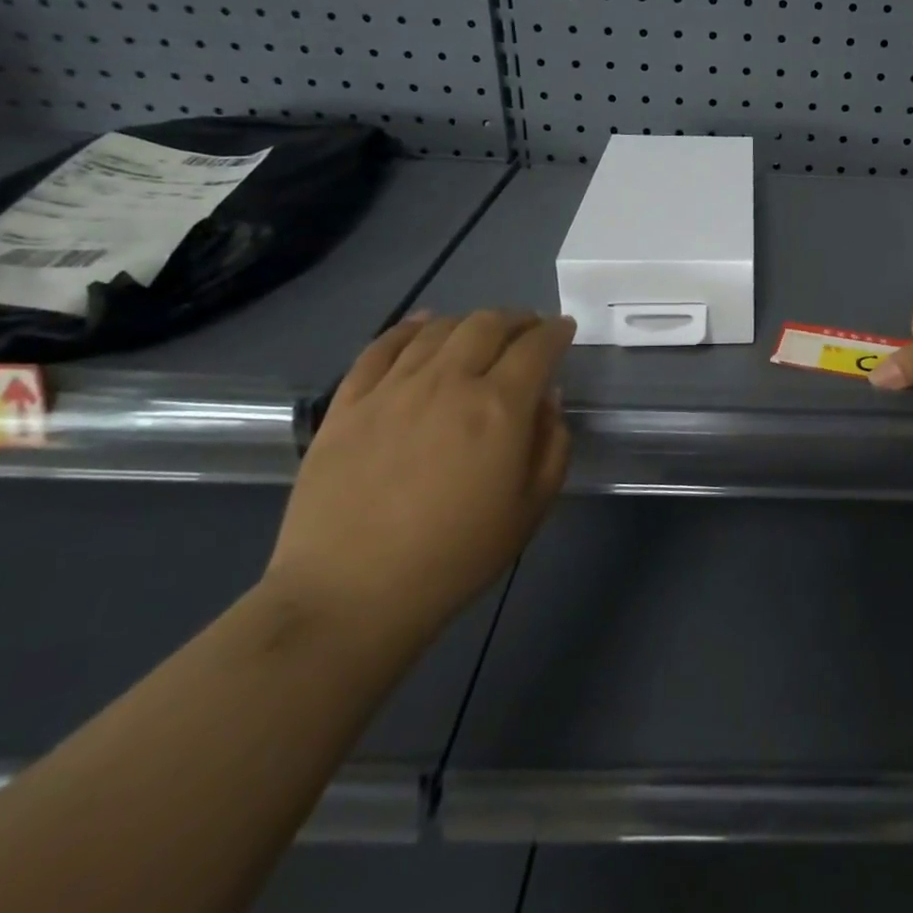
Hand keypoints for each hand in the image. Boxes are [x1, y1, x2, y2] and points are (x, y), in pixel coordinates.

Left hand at [264, 310, 575, 645]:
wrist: (351, 594)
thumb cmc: (456, 556)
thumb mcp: (532, 508)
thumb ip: (552, 445)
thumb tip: (546, 399)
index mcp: (499, 407)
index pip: (537, 347)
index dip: (556, 332)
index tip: (564, 330)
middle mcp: (449, 382)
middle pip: (488, 324)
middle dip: (518, 318)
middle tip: (529, 328)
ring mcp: (393, 388)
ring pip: (439, 328)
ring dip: (470, 321)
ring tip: (481, 331)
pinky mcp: (348, 402)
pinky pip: (382, 346)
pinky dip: (409, 327)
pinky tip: (422, 326)